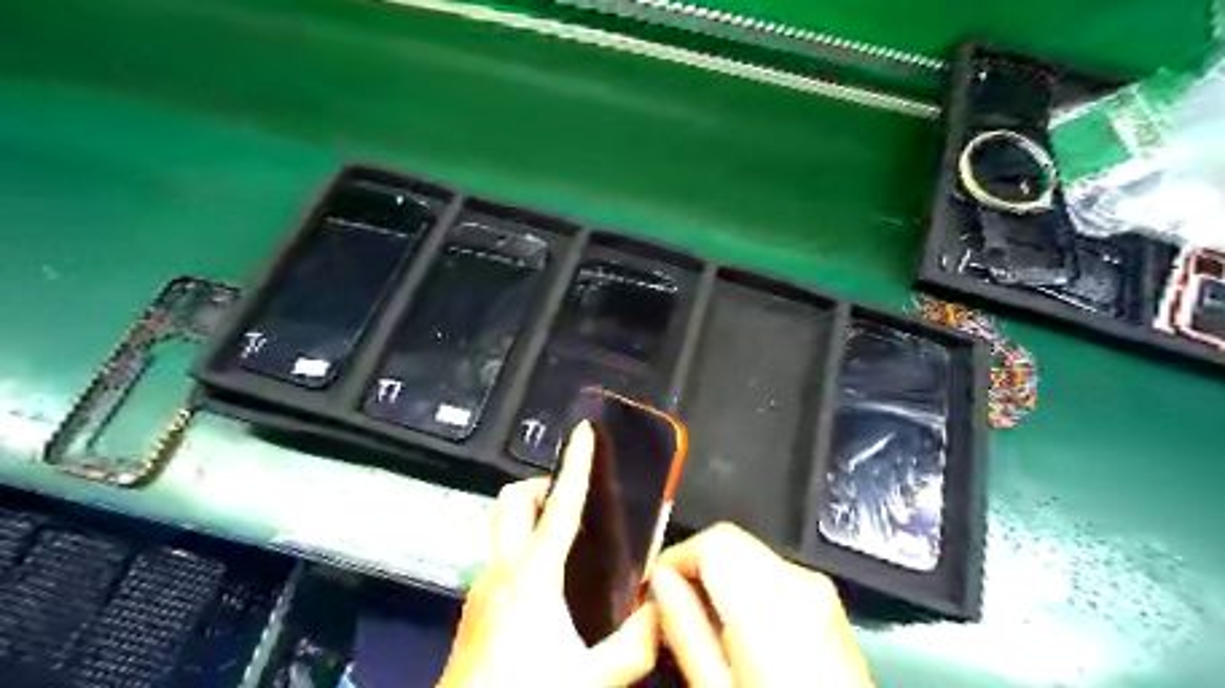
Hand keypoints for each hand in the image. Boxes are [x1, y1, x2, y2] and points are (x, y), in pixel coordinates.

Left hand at [435, 422, 655, 684]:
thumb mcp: (592, 677)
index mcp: (533, 576)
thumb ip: (636, 643)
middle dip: (541, 484)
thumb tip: (665, 609)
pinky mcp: (474, 605)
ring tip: (565, 536)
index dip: (577, 464)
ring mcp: (482, 586)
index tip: (584, 434)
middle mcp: (502, 569)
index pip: (561, 505)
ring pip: (501, 526)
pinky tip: (544, 583)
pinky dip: (521, 548)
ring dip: (529, 516)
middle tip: (572, 498)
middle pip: (511, 499)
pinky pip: (499, 555)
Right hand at [651, 525, 869, 686]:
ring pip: (749, 552)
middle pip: (731, 540)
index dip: (676, 557)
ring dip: (720, 573)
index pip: (713, 540)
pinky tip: (738, 625)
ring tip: (704, 620)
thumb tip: (660, 582)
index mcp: (770, 604)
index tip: (655, 586)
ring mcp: (819, 589)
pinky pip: (772, 571)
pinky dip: (746, 584)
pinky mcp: (827, 601)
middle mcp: (799, 583)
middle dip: (696, 563)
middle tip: (672, 604)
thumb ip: (686, 630)